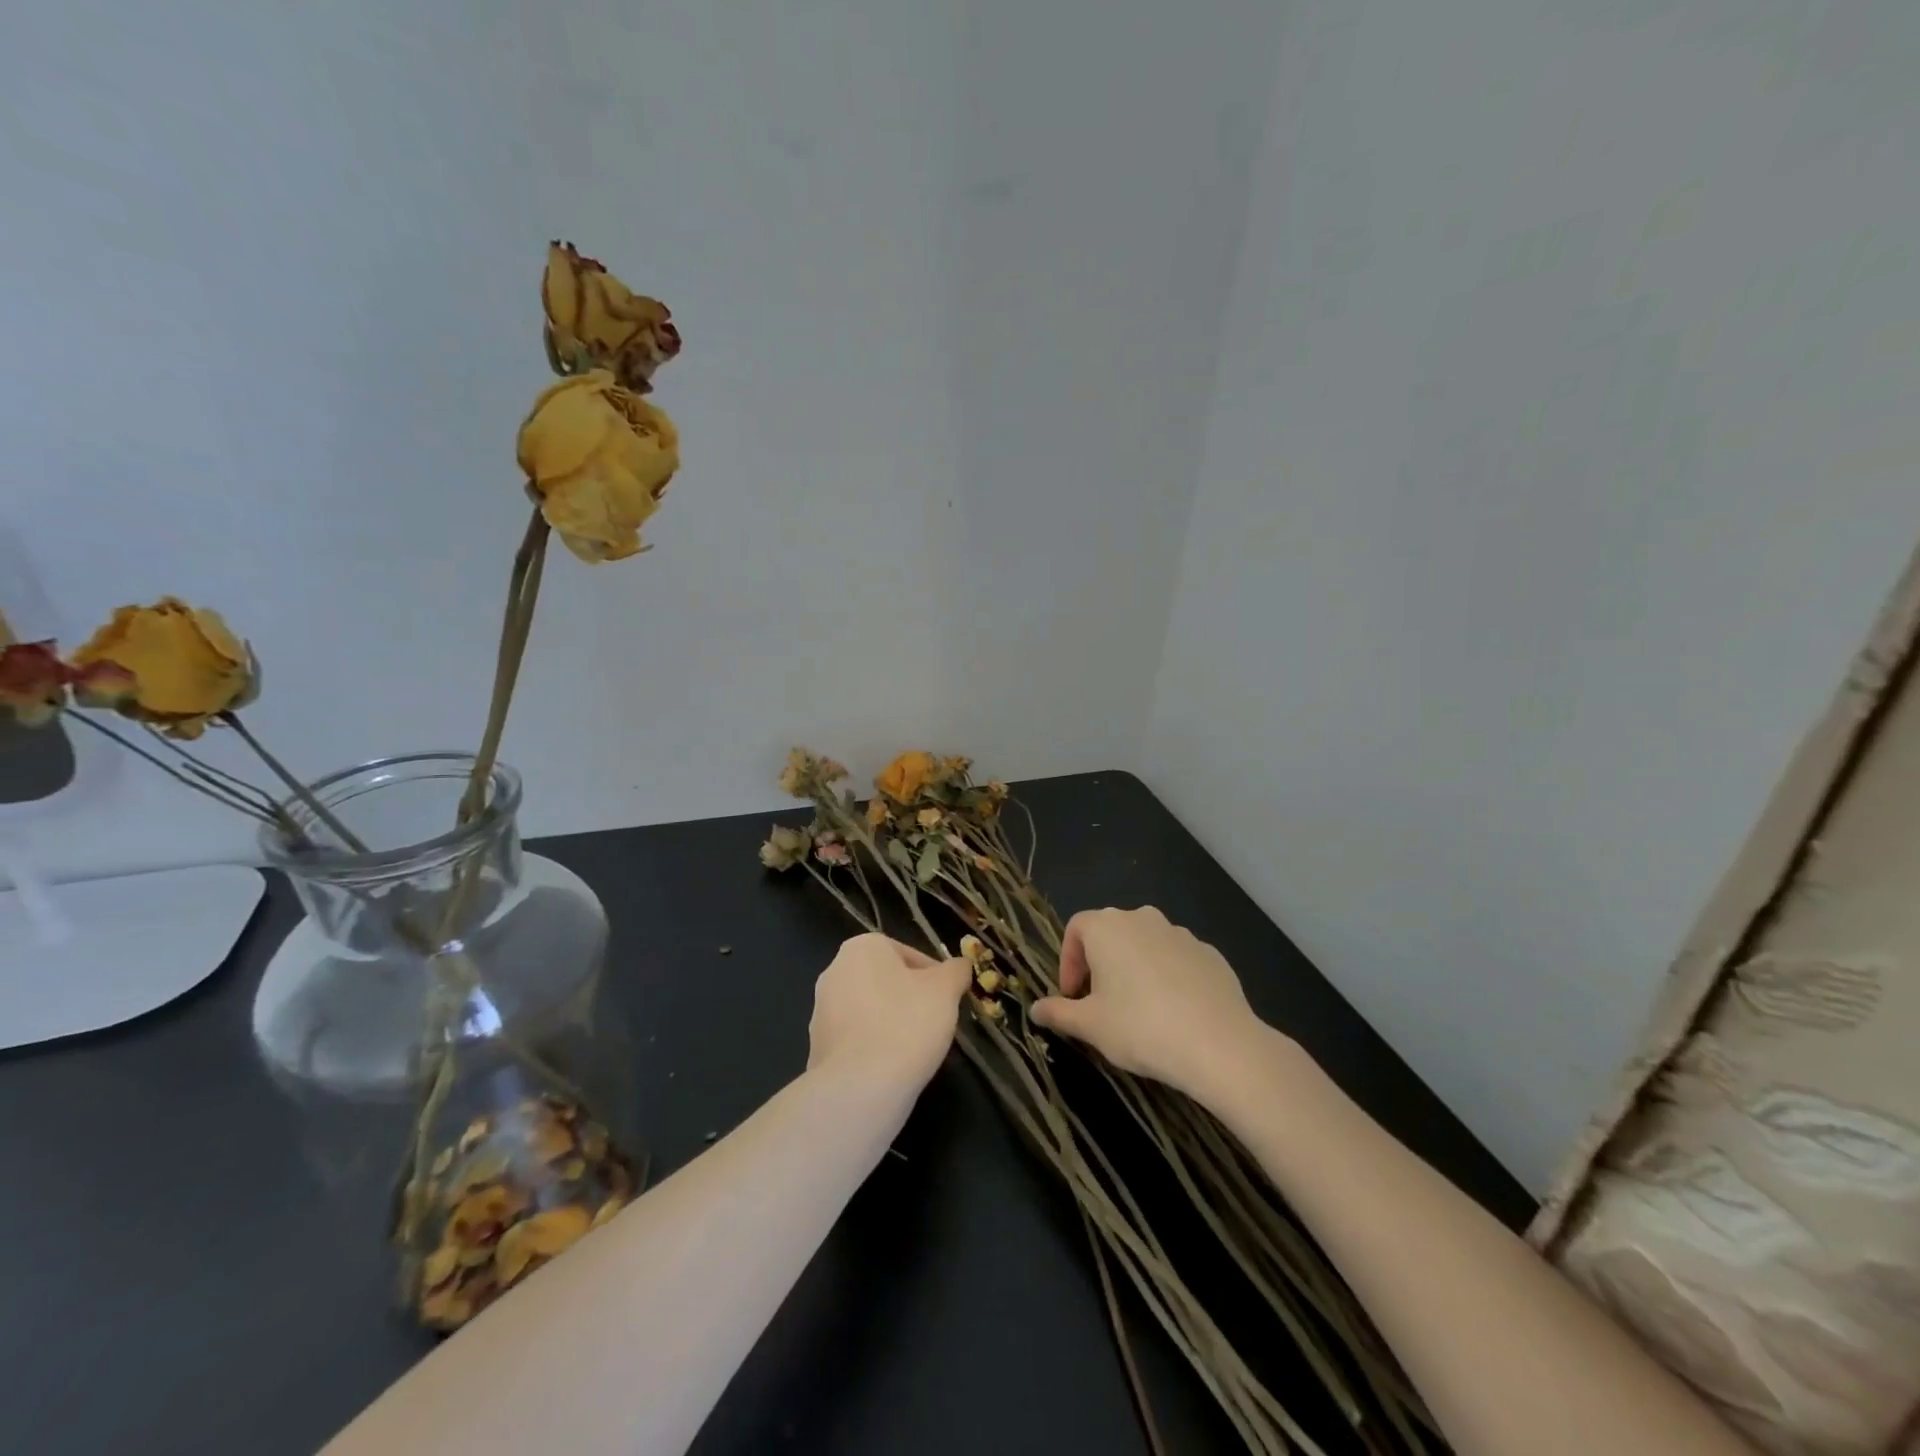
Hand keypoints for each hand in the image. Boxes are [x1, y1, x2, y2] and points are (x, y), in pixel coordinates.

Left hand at [807, 934, 971, 1095]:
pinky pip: (855, 1039)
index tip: (948, 1001)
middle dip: (911, 999)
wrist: (860, 1086)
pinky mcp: (816, 1045)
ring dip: (892, 1023)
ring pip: (870, 1010)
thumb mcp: (946, 990)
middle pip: (888, 981)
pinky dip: (874, 1047)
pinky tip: (891, 1066)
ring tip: (915, 1049)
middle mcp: (834, 970)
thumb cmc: (907, 1024)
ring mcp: (821, 1009)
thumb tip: (960, 966)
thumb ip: (956, 971)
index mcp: (862, 947)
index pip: (910, 955)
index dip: (936, 978)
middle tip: (935, 1023)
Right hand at [1032, 906, 1276, 1101]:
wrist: (1219, 1044)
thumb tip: (1035, 1009)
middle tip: (1101, 1003)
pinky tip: (1174, 1012)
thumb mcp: (1090, 1026)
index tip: (1073, 996)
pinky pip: (1177, 959)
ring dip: (1135, 968)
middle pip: (1111, 933)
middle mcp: (1142, 918)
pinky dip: (1168, 977)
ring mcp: (1180, 933)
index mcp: (1107, 927)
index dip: (1068, 962)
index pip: (1076, 930)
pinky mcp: (1210, 953)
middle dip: (1100, 964)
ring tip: (1139, 1009)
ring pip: (1146, 945)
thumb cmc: (1140, 1028)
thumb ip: (1059, 1013)